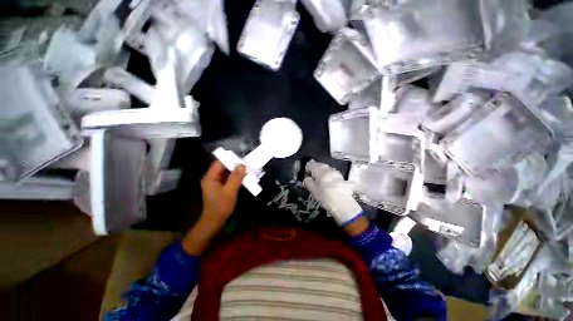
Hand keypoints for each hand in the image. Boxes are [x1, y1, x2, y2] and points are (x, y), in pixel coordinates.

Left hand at [182, 161, 245, 254]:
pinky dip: (235, 178)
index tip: (241, 158)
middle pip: (223, 167)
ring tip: (247, 169)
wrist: (214, 221)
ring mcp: (215, 183)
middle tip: (246, 164)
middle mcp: (211, 178)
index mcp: (210, 177)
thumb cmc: (221, 206)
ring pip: (226, 173)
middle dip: (234, 165)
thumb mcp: (230, 190)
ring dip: (236, 172)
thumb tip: (242, 165)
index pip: (219, 163)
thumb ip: (236, 177)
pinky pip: (227, 179)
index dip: (230, 159)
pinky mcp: (219, 188)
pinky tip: (243, 177)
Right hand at [303, 160, 363, 227]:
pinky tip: (331, 185)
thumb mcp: (313, 191)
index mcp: (321, 171)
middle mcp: (330, 170)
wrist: (344, 205)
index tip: (306, 175)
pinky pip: (335, 177)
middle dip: (316, 170)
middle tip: (313, 178)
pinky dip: (332, 178)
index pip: (312, 165)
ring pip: (329, 170)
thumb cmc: (325, 197)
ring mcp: (338, 174)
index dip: (308, 169)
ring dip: (324, 174)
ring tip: (322, 182)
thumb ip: (308, 182)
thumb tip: (307, 178)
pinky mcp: (344, 180)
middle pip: (321, 166)